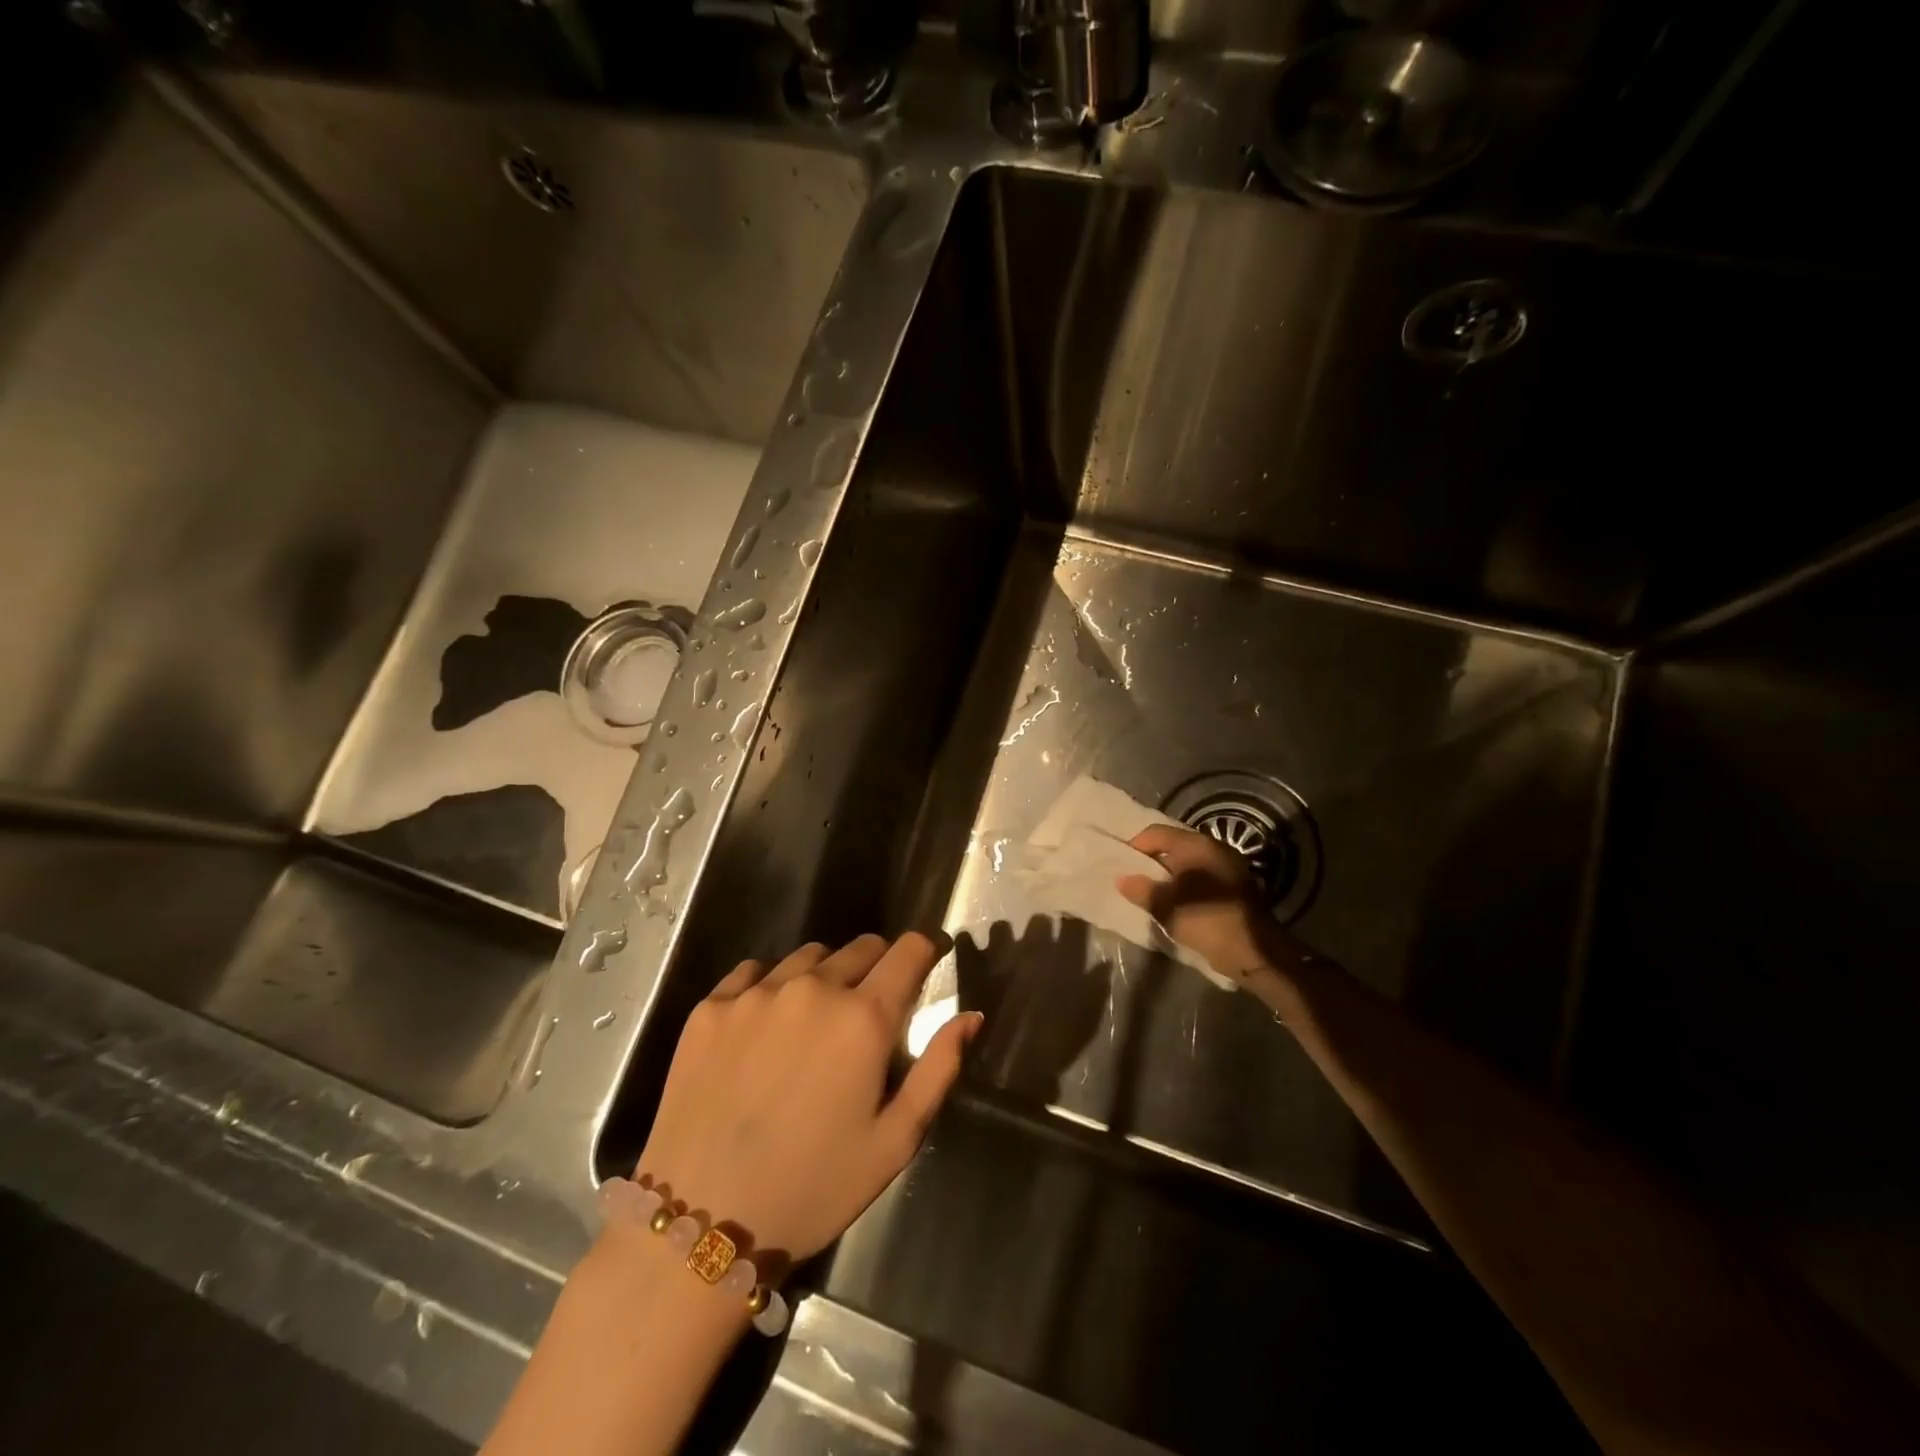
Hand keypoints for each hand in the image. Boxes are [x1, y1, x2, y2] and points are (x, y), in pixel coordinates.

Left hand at [635, 934, 980, 1261]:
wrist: (702, 1223)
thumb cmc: (813, 1188)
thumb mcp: (894, 1141)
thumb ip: (938, 1069)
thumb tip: (971, 1015)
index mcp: (864, 1018)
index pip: (909, 950)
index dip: (925, 951)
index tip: (926, 965)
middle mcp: (813, 988)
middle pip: (861, 947)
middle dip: (877, 967)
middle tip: (868, 1011)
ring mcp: (756, 993)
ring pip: (808, 956)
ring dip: (824, 975)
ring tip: (813, 1021)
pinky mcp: (710, 1007)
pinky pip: (753, 972)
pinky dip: (769, 986)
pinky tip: (763, 1027)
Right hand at [1117, 825, 1282, 983]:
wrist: (1253, 950)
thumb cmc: (1205, 919)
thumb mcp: (1165, 906)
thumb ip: (1140, 889)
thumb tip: (1121, 879)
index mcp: (1196, 845)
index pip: (1155, 832)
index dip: (1134, 846)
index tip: (1121, 865)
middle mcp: (1213, 847)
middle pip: (1172, 845)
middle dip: (1151, 861)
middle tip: (1133, 879)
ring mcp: (1227, 865)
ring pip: (1187, 862)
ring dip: (1168, 874)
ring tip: (1151, 893)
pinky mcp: (1234, 885)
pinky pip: (1200, 876)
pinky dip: (1185, 884)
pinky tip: (1175, 902)